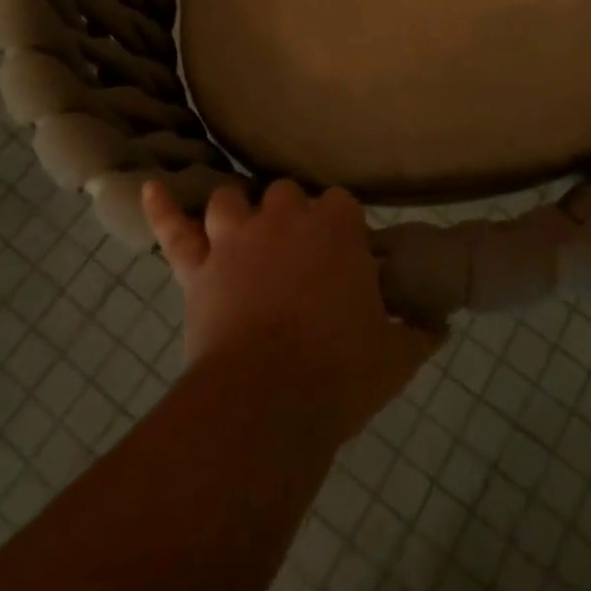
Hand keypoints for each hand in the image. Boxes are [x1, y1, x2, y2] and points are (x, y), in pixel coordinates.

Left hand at [142, 179, 445, 441]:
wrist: (266, 402)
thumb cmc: (338, 372)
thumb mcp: (395, 357)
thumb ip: (419, 334)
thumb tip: (442, 325)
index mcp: (336, 229)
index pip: (340, 204)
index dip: (340, 227)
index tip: (345, 256)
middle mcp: (285, 219)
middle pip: (286, 194)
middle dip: (291, 216)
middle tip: (297, 255)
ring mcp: (236, 239)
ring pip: (230, 202)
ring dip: (236, 213)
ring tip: (241, 233)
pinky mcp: (198, 268)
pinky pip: (173, 230)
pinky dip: (161, 208)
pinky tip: (148, 187)